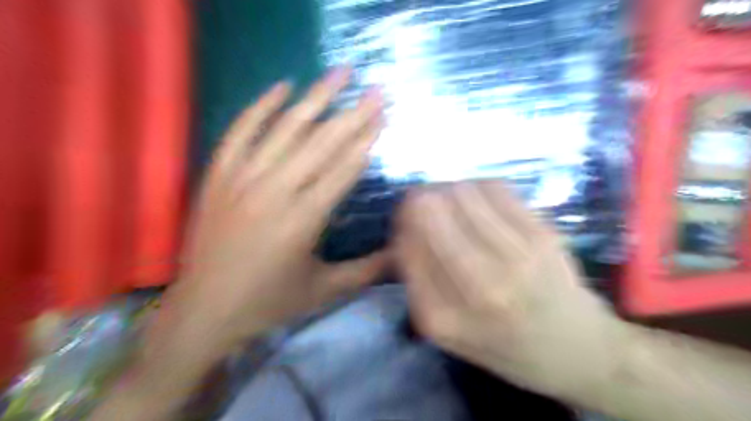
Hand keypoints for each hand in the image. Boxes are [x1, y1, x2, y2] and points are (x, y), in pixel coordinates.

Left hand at [156, 67, 386, 350]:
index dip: (367, 140)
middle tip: (377, 88)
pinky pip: (240, 132)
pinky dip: (260, 107)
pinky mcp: (218, 176)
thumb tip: (404, 254)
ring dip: (316, 98)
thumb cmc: (269, 302)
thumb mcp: (324, 290)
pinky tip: (282, 86)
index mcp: (303, 220)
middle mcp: (274, 192)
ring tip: (340, 72)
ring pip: (285, 129)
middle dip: (354, 113)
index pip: (343, 169)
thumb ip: (367, 270)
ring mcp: (242, 180)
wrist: (204, 311)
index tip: (384, 115)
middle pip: (321, 143)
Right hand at [399, 182, 621, 402]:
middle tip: (423, 203)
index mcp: (445, 317)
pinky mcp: (543, 235)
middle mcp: (479, 286)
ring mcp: (516, 258)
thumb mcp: (447, 331)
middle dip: (419, 200)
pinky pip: (494, 187)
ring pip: (462, 192)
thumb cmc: (503, 345)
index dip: (402, 224)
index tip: (406, 221)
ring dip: (447, 190)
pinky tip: (477, 199)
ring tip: (451, 201)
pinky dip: (476, 186)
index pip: (407, 246)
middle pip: (431, 211)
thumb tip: (401, 230)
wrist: (577, 350)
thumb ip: (417, 283)